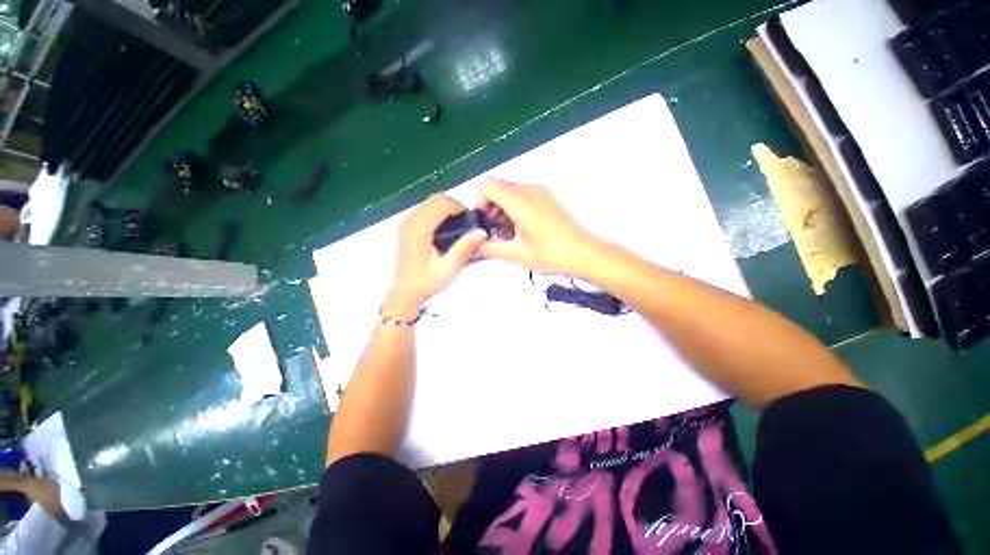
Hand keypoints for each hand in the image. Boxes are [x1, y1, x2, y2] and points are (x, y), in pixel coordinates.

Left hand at [386, 194, 486, 318]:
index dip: (459, 208)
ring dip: (446, 209)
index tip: (470, 221)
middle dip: (454, 207)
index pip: (442, 204)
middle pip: (436, 199)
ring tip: (457, 227)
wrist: (404, 291)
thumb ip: (464, 249)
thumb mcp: (448, 269)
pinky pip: (425, 209)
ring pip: (430, 202)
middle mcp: (410, 221)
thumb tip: (481, 232)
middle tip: (465, 224)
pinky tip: (444, 230)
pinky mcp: (406, 226)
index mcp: (419, 230)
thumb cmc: (426, 282)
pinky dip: (438, 213)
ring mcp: (406, 222)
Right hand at [477, 179, 598, 274]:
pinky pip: (525, 195)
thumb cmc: (552, 254)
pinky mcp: (549, 198)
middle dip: (491, 208)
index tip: (484, 221)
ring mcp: (542, 192)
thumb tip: (475, 246)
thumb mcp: (516, 254)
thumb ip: (490, 248)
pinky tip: (522, 229)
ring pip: (512, 191)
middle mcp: (530, 190)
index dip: (480, 202)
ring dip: (504, 208)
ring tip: (509, 233)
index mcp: (520, 201)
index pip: (488, 185)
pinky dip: (516, 208)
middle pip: (499, 187)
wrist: (584, 253)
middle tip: (495, 231)